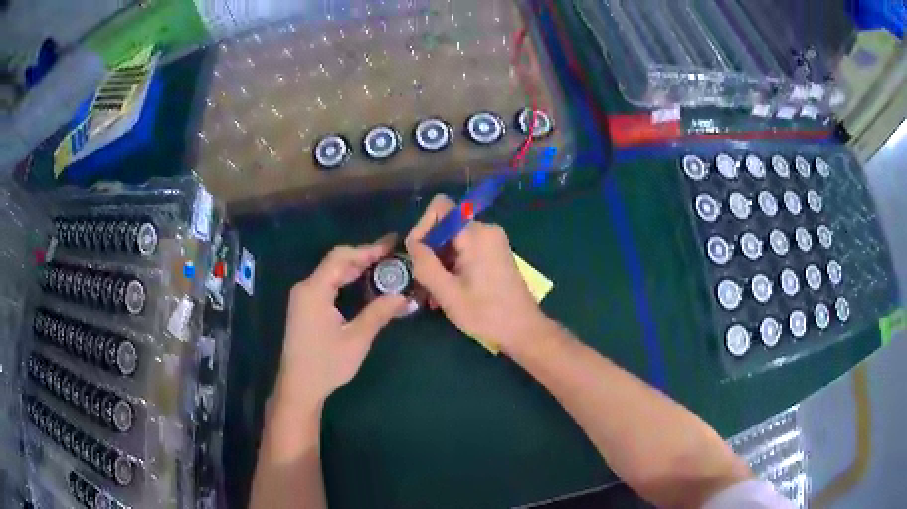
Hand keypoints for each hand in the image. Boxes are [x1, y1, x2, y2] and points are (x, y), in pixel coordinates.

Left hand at [275, 236, 407, 411]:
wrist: (299, 386)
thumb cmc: (326, 364)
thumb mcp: (356, 340)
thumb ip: (378, 314)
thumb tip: (402, 296)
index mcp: (315, 290)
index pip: (341, 257)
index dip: (367, 249)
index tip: (392, 245)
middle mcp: (306, 288)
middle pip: (336, 262)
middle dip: (364, 257)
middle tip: (392, 256)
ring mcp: (303, 297)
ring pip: (332, 273)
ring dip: (356, 268)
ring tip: (383, 266)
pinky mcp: (305, 307)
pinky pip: (327, 285)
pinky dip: (346, 280)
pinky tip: (363, 284)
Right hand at [405, 194, 551, 353]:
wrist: (524, 330)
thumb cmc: (486, 314)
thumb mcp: (447, 293)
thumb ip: (425, 264)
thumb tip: (412, 243)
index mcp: (476, 234)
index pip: (440, 207)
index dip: (422, 227)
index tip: (416, 256)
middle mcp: (486, 229)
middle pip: (445, 227)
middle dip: (430, 252)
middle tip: (422, 284)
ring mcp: (493, 241)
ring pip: (453, 241)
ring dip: (440, 264)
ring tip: (434, 295)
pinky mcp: (495, 253)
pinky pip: (466, 250)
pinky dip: (453, 266)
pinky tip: (448, 292)